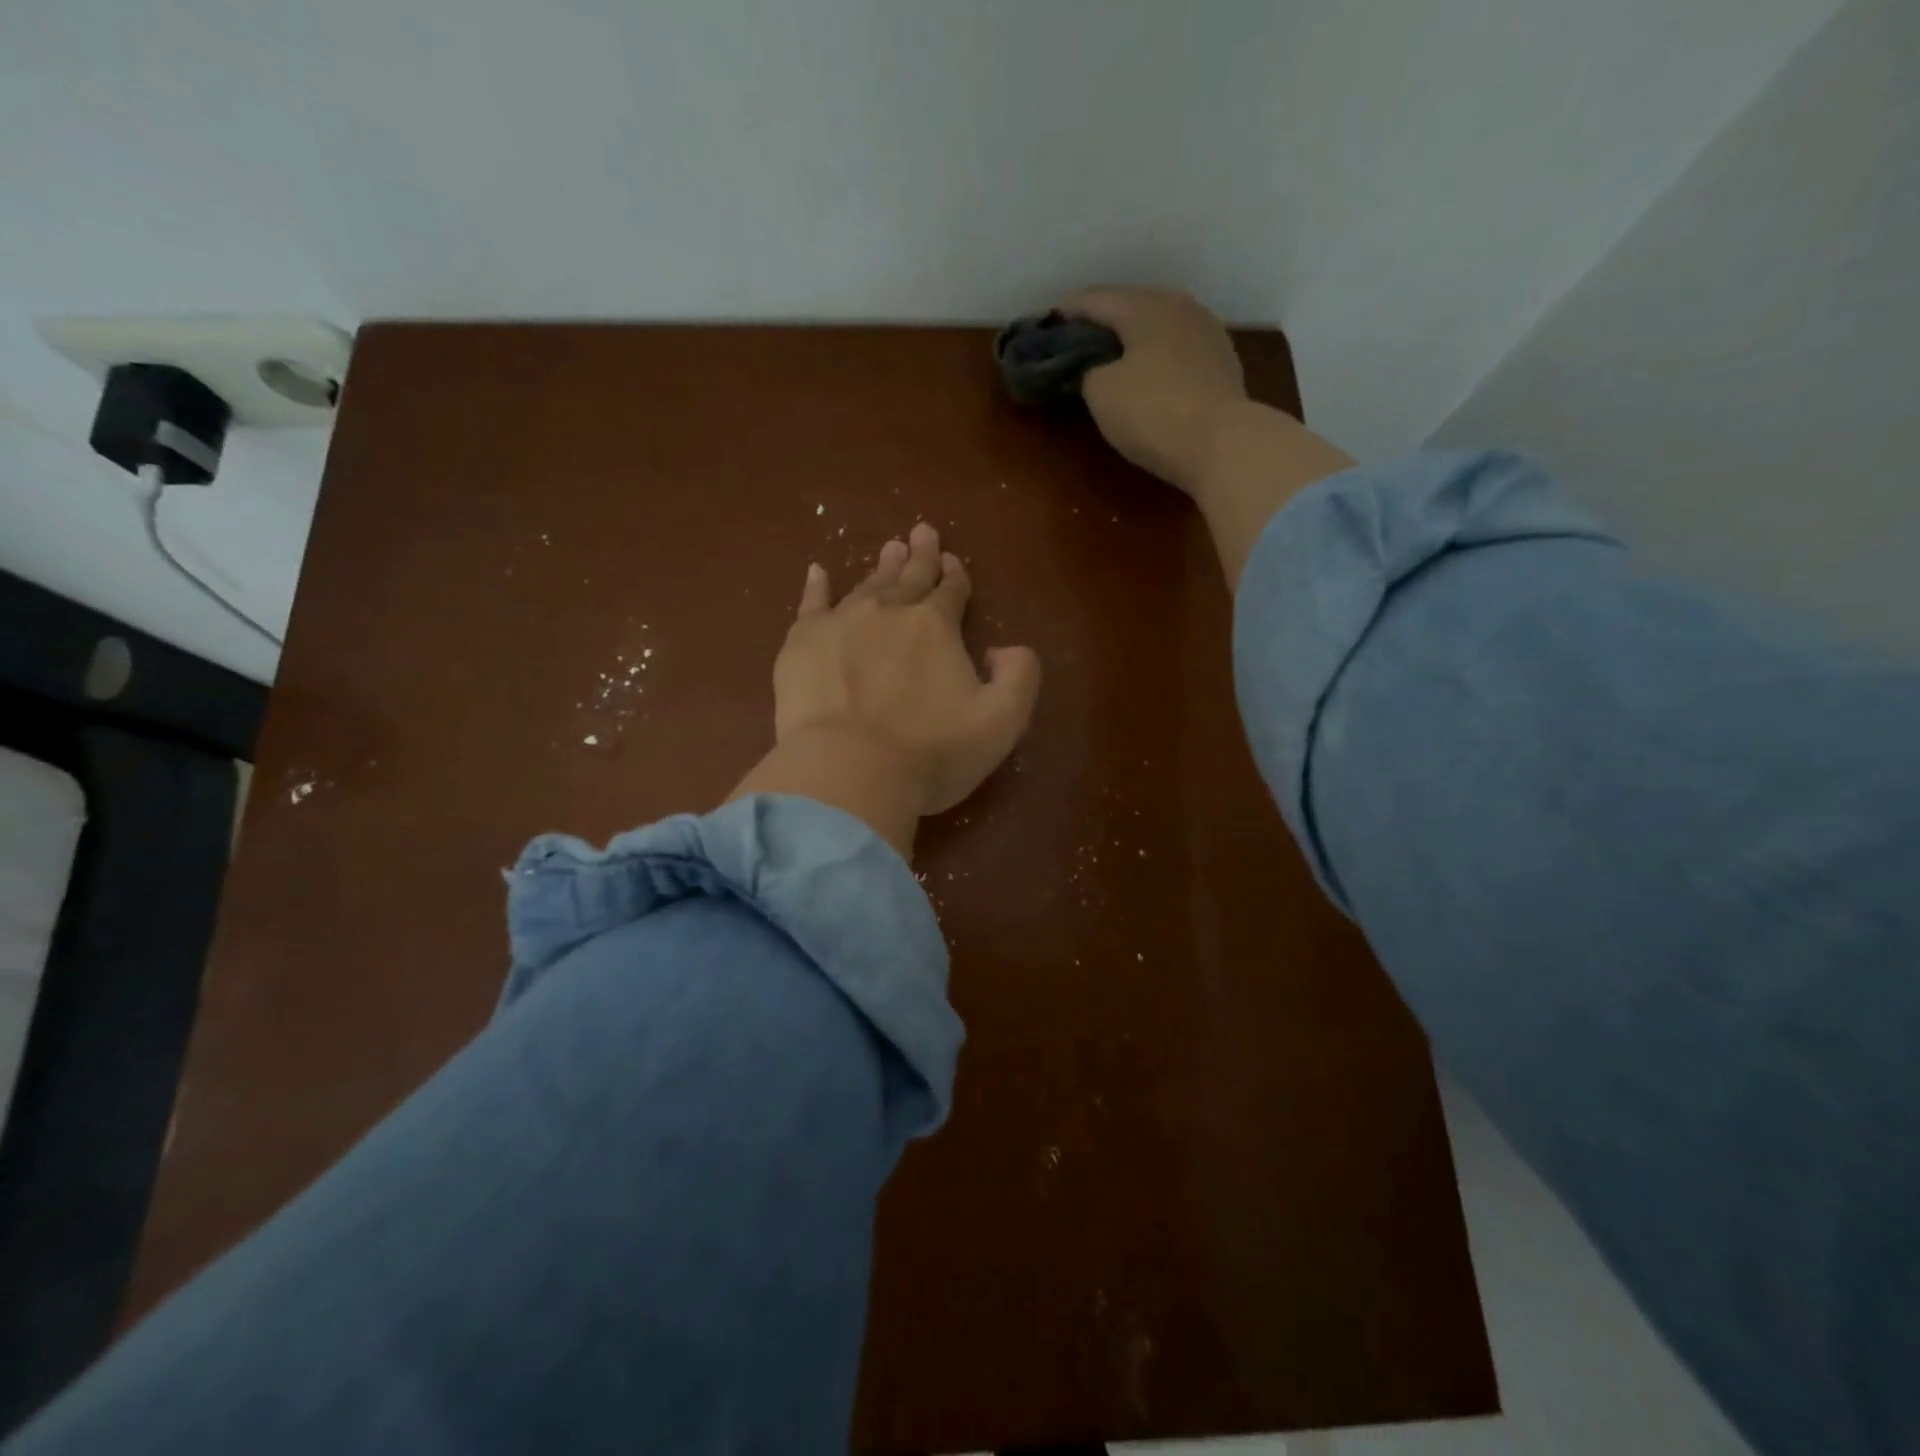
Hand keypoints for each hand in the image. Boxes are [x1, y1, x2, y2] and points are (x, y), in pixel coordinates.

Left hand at [730, 523, 1041, 859]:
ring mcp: (842, 622)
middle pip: (910, 578)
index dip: (955, 577)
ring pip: (867, 585)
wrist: (850, 771)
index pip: (950, 592)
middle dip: (921, 557)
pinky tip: (818, 572)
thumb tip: (1004, 648)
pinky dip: (817, 586)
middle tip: (923, 533)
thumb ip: (1019, 676)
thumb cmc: (932, 753)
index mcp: (937, 626)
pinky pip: (811, 603)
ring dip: (882, 567)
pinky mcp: (803, 643)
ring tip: (889, 549)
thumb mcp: (1002, 722)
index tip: (954, 563)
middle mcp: (890, 611)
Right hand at [1058, 286, 1249, 493]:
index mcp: (1145, 306)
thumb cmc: (1152, 411)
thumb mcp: (1101, 393)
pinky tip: (1147, 376)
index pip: (1095, 299)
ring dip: (1132, 340)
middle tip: (1077, 342)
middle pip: (1131, 308)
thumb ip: (1088, 371)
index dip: (1066, 312)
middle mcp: (1179, 307)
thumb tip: (1095, 369)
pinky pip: (1177, 352)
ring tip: (1111, 359)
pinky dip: (1156, 359)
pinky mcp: (1222, 364)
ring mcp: (1207, 333)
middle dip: (1102, 324)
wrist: (1222, 443)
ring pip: (1158, 328)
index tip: (1045, 324)